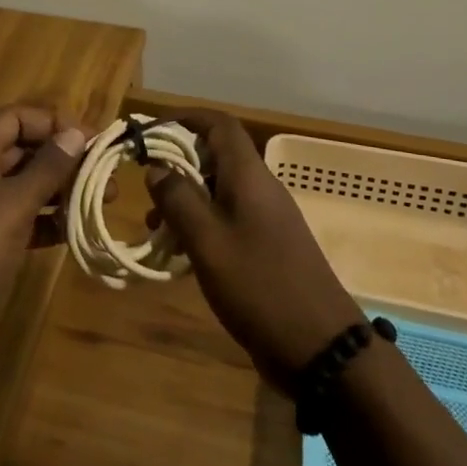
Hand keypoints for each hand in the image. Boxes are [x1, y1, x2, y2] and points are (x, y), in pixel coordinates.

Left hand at [0, 105, 86, 370]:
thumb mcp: (12, 205)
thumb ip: (47, 168)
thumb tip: (75, 133)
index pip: (17, 118)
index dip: (55, 124)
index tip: (93, 141)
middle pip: (23, 150)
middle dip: (64, 159)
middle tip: (107, 176)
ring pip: (24, 186)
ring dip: (61, 191)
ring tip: (103, 202)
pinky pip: (20, 218)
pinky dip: (46, 221)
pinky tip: (76, 230)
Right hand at [145, 110, 359, 389]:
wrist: (321, 347)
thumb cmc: (259, 286)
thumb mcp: (208, 242)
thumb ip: (179, 199)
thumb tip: (157, 167)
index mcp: (248, 175)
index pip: (219, 124)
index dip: (184, 118)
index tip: (150, 131)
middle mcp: (260, 187)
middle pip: (217, 154)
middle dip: (178, 162)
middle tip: (145, 185)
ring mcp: (267, 217)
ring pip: (219, 189)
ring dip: (186, 198)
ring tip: (155, 226)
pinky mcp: (268, 245)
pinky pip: (228, 218)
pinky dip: (201, 224)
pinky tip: (181, 253)